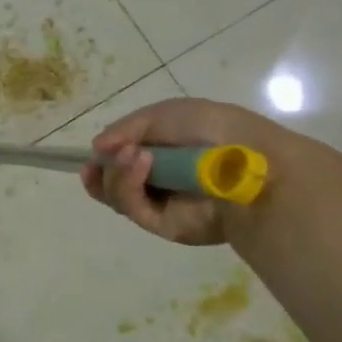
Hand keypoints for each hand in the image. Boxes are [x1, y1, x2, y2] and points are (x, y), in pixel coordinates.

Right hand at [82, 97, 305, 245]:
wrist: (248, 161)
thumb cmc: (211, 128)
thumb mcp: (163, 114)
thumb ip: (126, 129)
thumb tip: (97, 148)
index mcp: (161, 152)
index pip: (120, 160)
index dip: (103, 158)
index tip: (92, 154)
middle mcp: (158, 180)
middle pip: (110, 182)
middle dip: (103, 169)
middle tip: (107, 157)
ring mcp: (161, 204)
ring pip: (116, 196)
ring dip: (116, 173)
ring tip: (133, 155)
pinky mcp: (166, 226)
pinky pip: (133, 209)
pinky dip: (128, 185)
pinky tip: (141, 163)